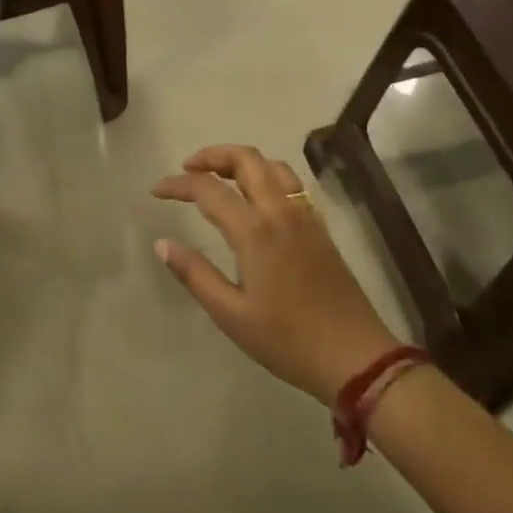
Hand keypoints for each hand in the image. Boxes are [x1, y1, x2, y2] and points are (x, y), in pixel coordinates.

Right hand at [153, 145, 401, 403]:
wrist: (356, 357)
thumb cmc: (287, 340)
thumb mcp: (231, 315)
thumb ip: (194, 274)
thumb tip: (162, 243)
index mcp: (255, 232)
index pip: (208, 189)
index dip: (178, 184)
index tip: (156, 190)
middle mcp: (280, 212)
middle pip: (247, 159)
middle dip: (213, 155)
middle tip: (188, 168)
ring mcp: (305, 216)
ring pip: (273, 165)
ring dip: (242, 160)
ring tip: (220, 176)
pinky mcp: (319, 227)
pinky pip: (291, 182)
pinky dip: (266, 174)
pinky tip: (257, 196)